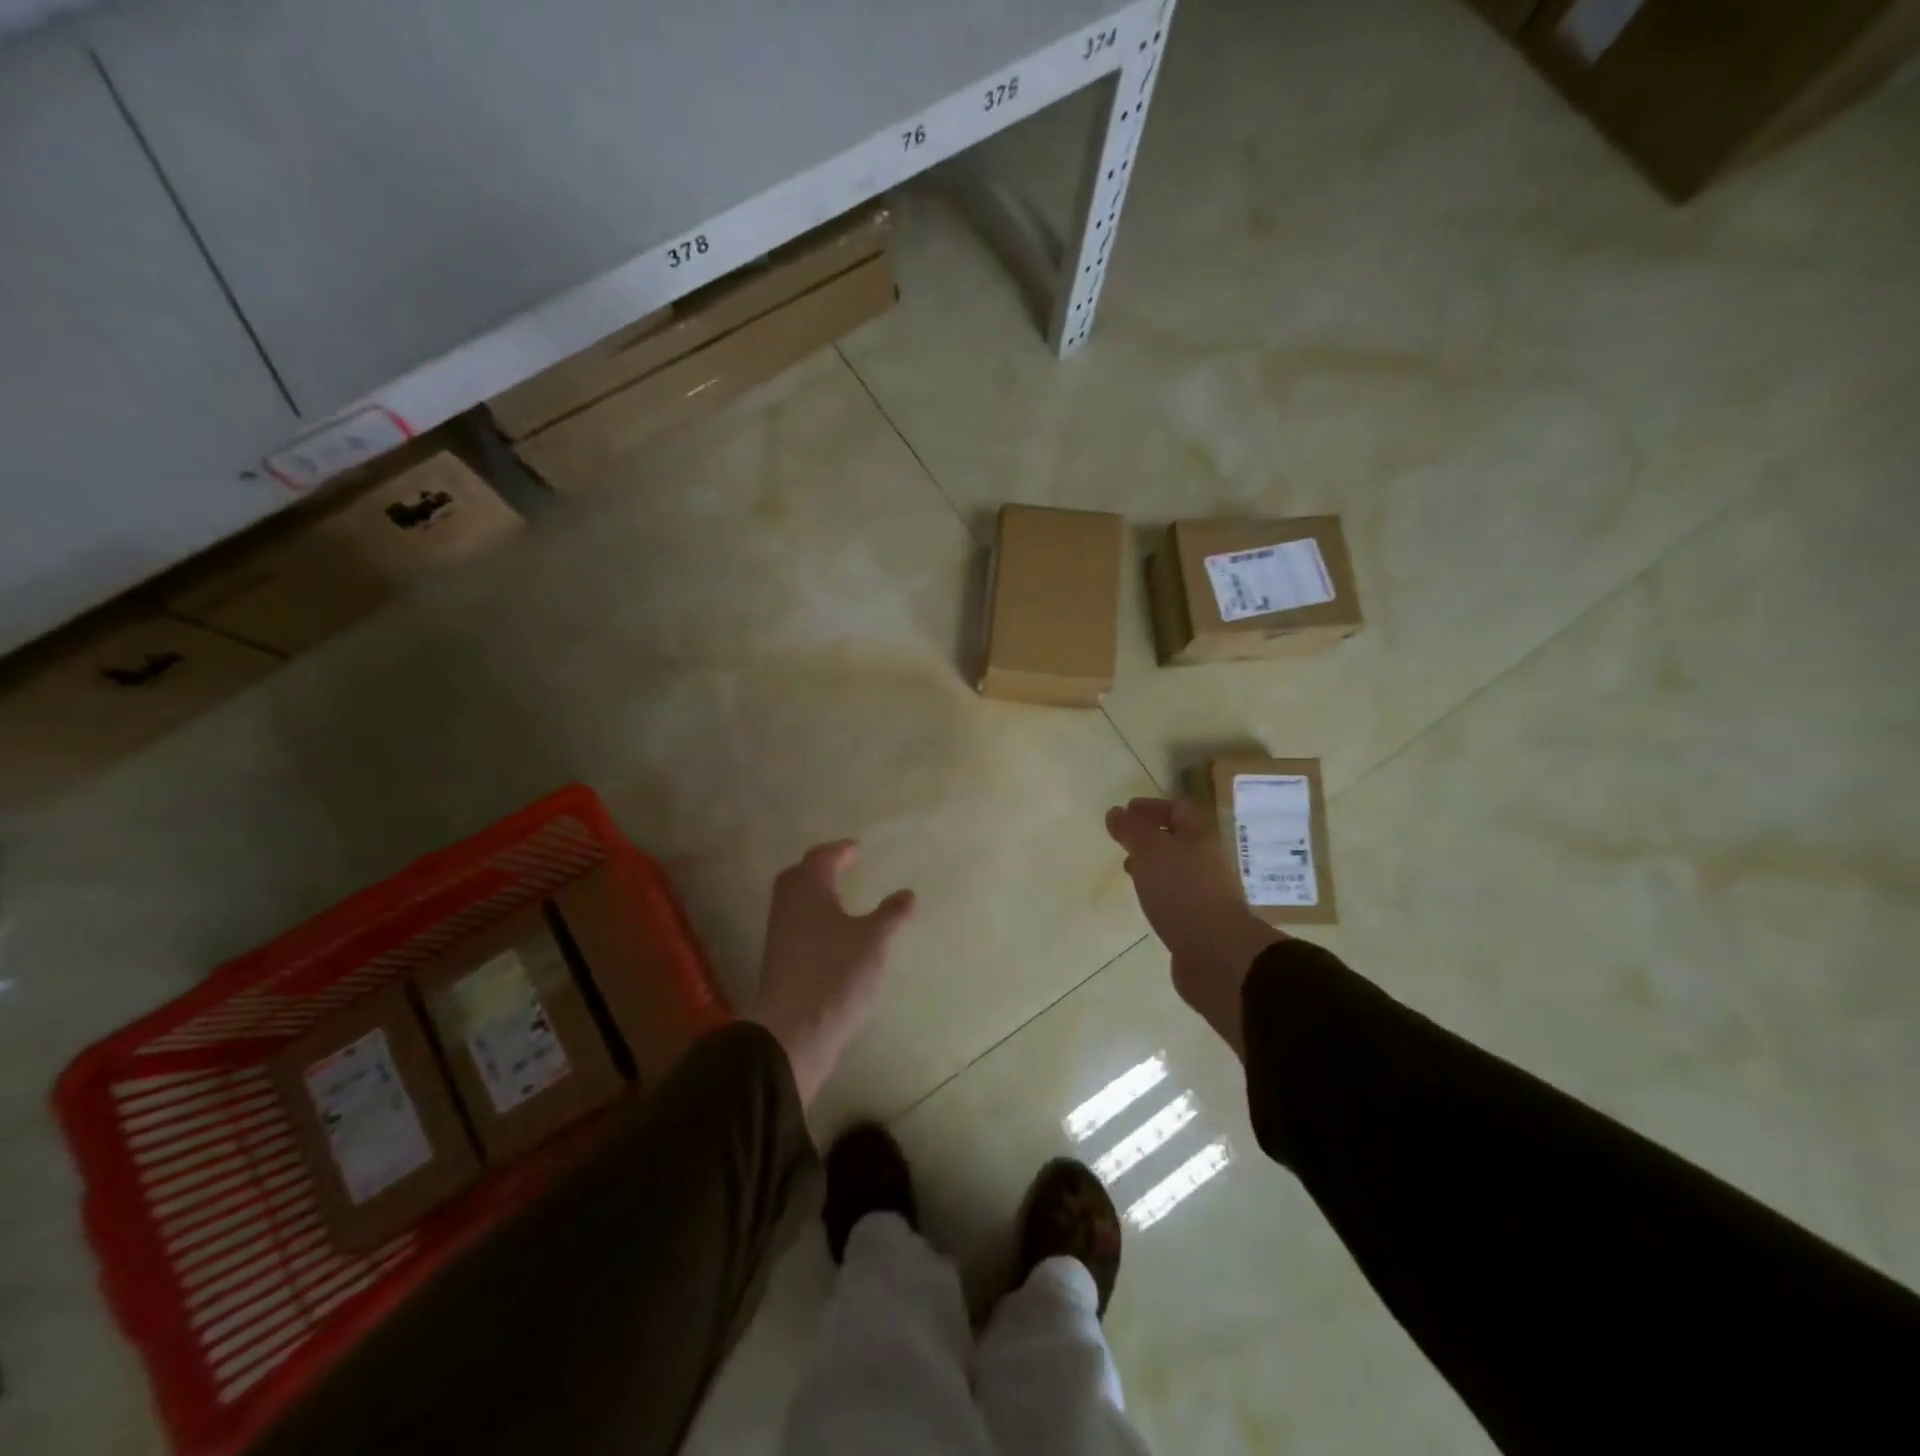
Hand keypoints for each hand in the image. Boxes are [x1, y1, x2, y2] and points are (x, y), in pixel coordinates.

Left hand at [748, 840, 915, 1106]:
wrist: (793, 1030)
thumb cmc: (836, 973)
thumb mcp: (873, 941)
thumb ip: (890, 915)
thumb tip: (907, 894)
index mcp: (809, 891)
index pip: (820, 858)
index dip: (839, 851)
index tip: (856, 849)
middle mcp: (788, 907)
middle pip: (797, 876)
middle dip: (818, 868)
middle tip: (840, 868)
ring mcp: (779, 936)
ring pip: (793, 903)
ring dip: (813, 895)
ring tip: (838, 900)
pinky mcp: (778, 962)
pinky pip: (794, 926)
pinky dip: (811, 919)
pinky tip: (830, 935)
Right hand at [1104, 797, 1283, 1057]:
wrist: (1217, 954)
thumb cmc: (1182, 891)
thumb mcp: (1150, 851)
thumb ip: (1131, 830)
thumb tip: (1116, 812)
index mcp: (1199, 838)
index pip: (1178, 810)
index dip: (1152, 807)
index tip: (1126, 810)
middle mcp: (1207, 863)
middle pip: (1179, 841)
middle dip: (1151, 838)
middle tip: (1124, 841)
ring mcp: (1207, 894)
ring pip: (1177, 871)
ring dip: (1154, 867)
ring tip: (1130, 872)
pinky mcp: (1201, 923)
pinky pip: (1177, 899)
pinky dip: (1159, 894)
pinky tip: (1146, 904)